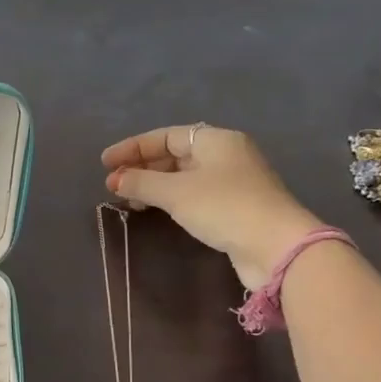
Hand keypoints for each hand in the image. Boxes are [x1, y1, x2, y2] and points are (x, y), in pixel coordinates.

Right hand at [102, 124, 324, 287]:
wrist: (275, 246)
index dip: (133, 147)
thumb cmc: (223, 207)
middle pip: (175, 154)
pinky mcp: (235, 207)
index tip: (105, 163)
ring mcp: (233, 182)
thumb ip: (142, 182)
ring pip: (184, 176)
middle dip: (142, 168)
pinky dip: (171, 199)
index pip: (166, 136)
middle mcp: (226, 155)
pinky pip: (193, 194)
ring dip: (154, 185)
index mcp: (216, 140)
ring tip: (129, 200)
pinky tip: (156, 210)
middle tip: (114, 184)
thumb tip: (115, 180)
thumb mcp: (176, 192)